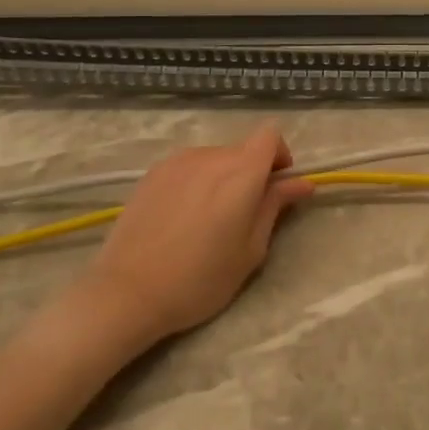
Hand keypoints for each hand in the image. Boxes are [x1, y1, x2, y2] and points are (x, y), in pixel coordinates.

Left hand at [61, 126, 313, 359]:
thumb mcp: (251, 250)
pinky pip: (188, 168)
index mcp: (241, 172)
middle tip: (244, 215)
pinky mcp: (152, 174)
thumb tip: (302, 183)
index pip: (270, 135)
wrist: (126, 294)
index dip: (279, 155)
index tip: (276, 186)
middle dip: (252, 173)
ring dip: (222, 178)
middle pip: (242, 149)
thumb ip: (276, 207)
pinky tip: (182, 218)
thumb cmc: (200, 279)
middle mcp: (210, 156)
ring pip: (214, 159)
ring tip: (208, 219)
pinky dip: (196, 183)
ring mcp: (177, 162)